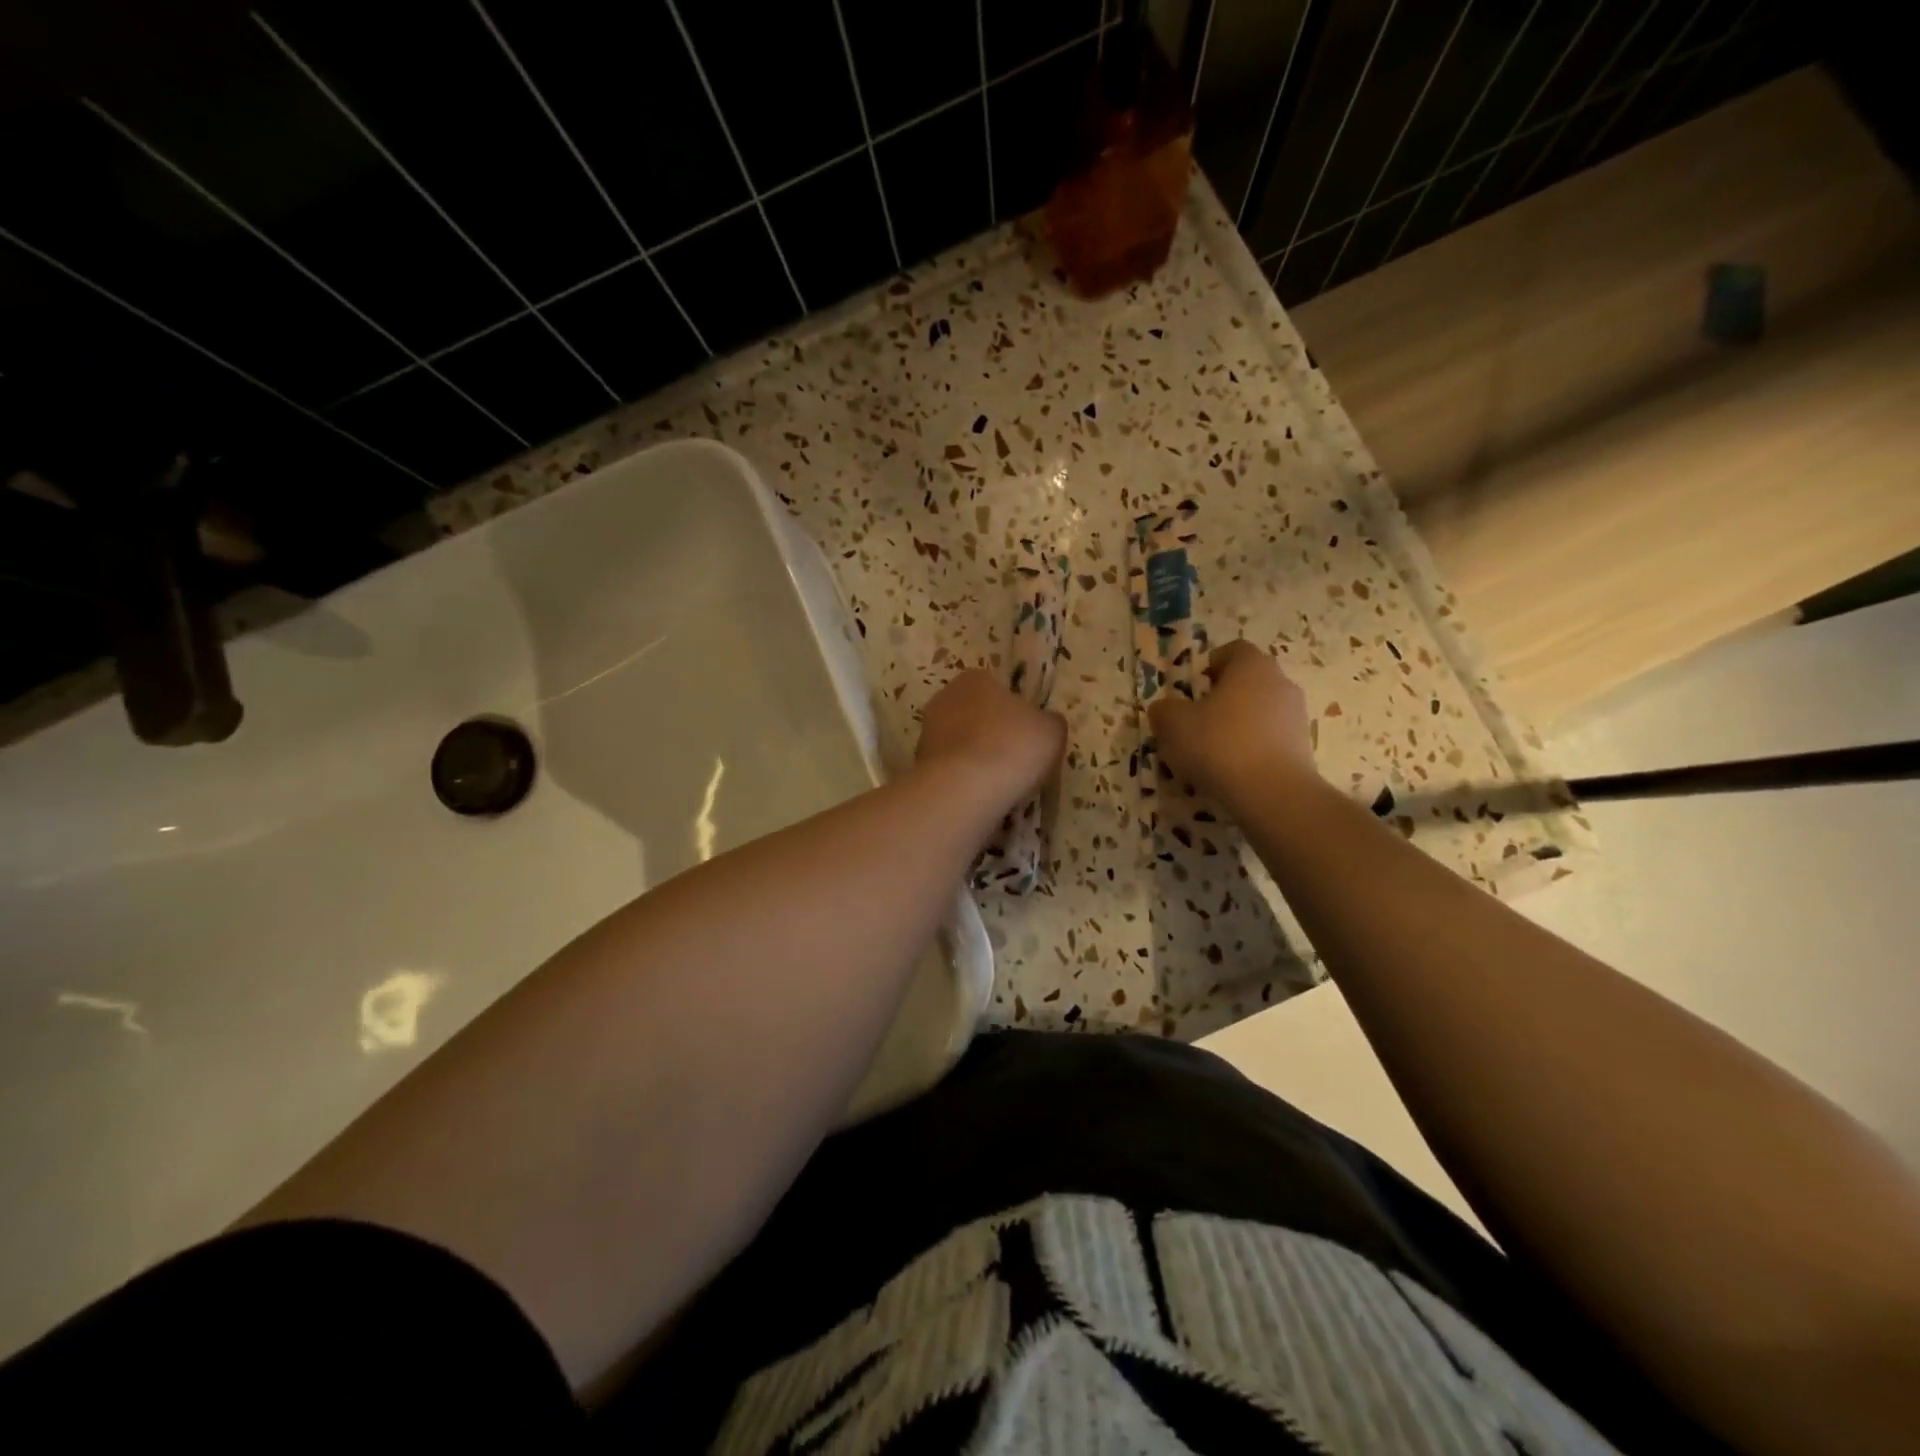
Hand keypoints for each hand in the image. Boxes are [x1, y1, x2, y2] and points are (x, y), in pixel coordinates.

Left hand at [915, 669, 1065, 807]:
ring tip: (1000, 783)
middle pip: (976, 714)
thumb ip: (1048, 721)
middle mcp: (945, 698)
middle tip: (1016, 759)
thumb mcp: (1052, 730)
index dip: (1016, 710)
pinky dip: (964, 779)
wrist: (965, 791)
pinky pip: (951, 769)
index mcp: (975, 678)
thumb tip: (1044, 722)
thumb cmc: (1013, 747)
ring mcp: (927, 733)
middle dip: (992, 733)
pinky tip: (980, 796)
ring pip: (961, 743)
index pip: (998, 687)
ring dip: (977, 758)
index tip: (1028, 734)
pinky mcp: (920, 765)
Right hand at [1149, 640, 1317, 802]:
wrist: (1272, 793)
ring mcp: (1296, 716)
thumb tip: (1165, 709)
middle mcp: (1280, 682)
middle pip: (1248, 681)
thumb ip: (1164, 710)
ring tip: (1214, 752)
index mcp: (1251, 666)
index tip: (1194, 688)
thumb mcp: (1173, 724)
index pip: (1232, 650)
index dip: (1210, 665)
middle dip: (1224, 697)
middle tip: (1197, 721)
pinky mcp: (1304, 747)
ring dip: (1239, 724)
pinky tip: (1234, 771)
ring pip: (1260, 711)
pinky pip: (1271, 739)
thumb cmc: (1218, 744)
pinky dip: (1253, 748)